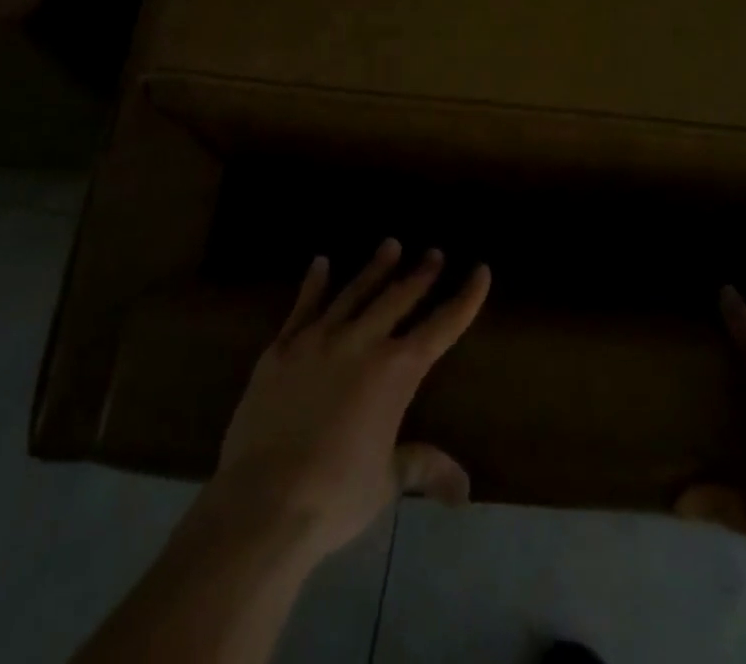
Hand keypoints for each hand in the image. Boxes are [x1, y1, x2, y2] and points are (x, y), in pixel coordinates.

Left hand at [205, 238, 490, 568]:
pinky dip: (315, 283)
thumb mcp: (386, 481)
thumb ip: (422, 467)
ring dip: (376, 268)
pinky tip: (321, 263)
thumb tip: (463, 489)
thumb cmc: (335, 494)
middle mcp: (362, 342)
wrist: (265, 500)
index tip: (481, 270)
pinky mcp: (282, 347)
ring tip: (391, 245)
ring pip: (355, 292)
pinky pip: (304, 306)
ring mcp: (319, 339)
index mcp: (395, 372)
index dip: (465, 299)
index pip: (441, 327)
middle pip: (398, 298)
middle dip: (420, 274)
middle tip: (434, 253)